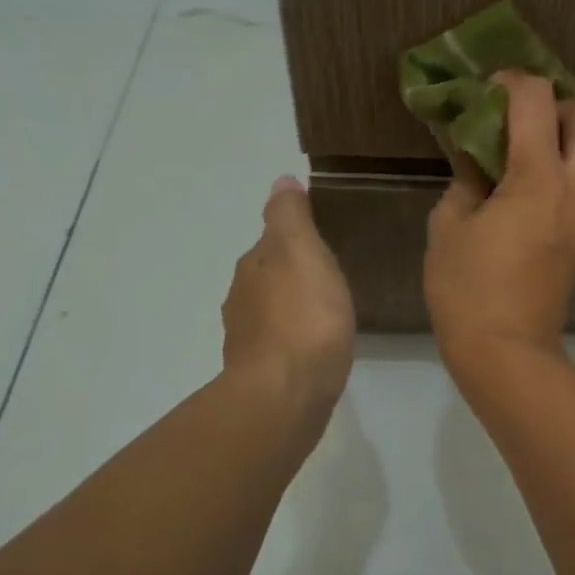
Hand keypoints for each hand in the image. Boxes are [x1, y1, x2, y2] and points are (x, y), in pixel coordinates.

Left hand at [219, 176, 355, 416]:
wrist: (285, 394)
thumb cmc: (304, 317)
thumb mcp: (303, 252)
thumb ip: (291, 216)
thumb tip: (281, 180)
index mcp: (254, 266)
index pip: (272, 240)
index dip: (296, 237)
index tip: (325, 239)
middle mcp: (243, 299)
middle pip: (269, 275)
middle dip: (293, 273)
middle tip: (331, 274)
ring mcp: (249, 339)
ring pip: (272, 310)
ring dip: (293, 306)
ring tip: (327, 310)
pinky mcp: (262, 373)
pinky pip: (281, 343)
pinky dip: (295, 337)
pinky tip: (316, 346)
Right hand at [424, 72, 574, 369]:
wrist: (508, 350)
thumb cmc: (468, 288)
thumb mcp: (449, 225)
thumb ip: (466, 178)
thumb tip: (477, 156)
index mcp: (538, 178)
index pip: (537, 99)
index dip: (511, 81)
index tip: (487, 92)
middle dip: (559, 103)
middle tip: (523, 121)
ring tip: (538, 148)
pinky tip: (542, 182)